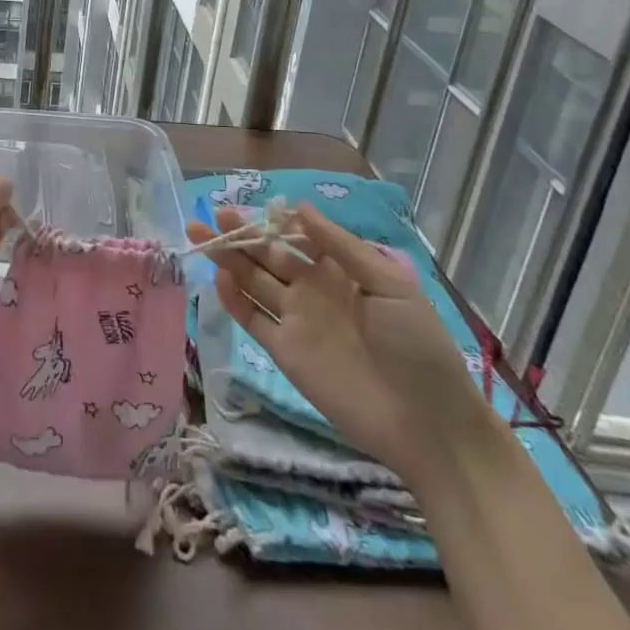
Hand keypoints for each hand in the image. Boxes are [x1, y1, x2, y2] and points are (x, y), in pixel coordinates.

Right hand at [186, 203, 496, 484]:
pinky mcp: (286, 353)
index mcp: (341, 271)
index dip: (273, 221)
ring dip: (229, 260)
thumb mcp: (389, 285)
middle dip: (241, 234)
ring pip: (255, 282)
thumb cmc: (417, 345)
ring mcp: (297, 321)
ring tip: (201, 236)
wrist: (427, 424)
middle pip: (269, 256)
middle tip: (211, 215)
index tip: (250, 206)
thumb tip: (300, 207)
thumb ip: (341, 246)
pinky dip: (235, 300)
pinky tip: (220, 279)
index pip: (298, 237)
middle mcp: (313, 291)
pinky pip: (255, 320)